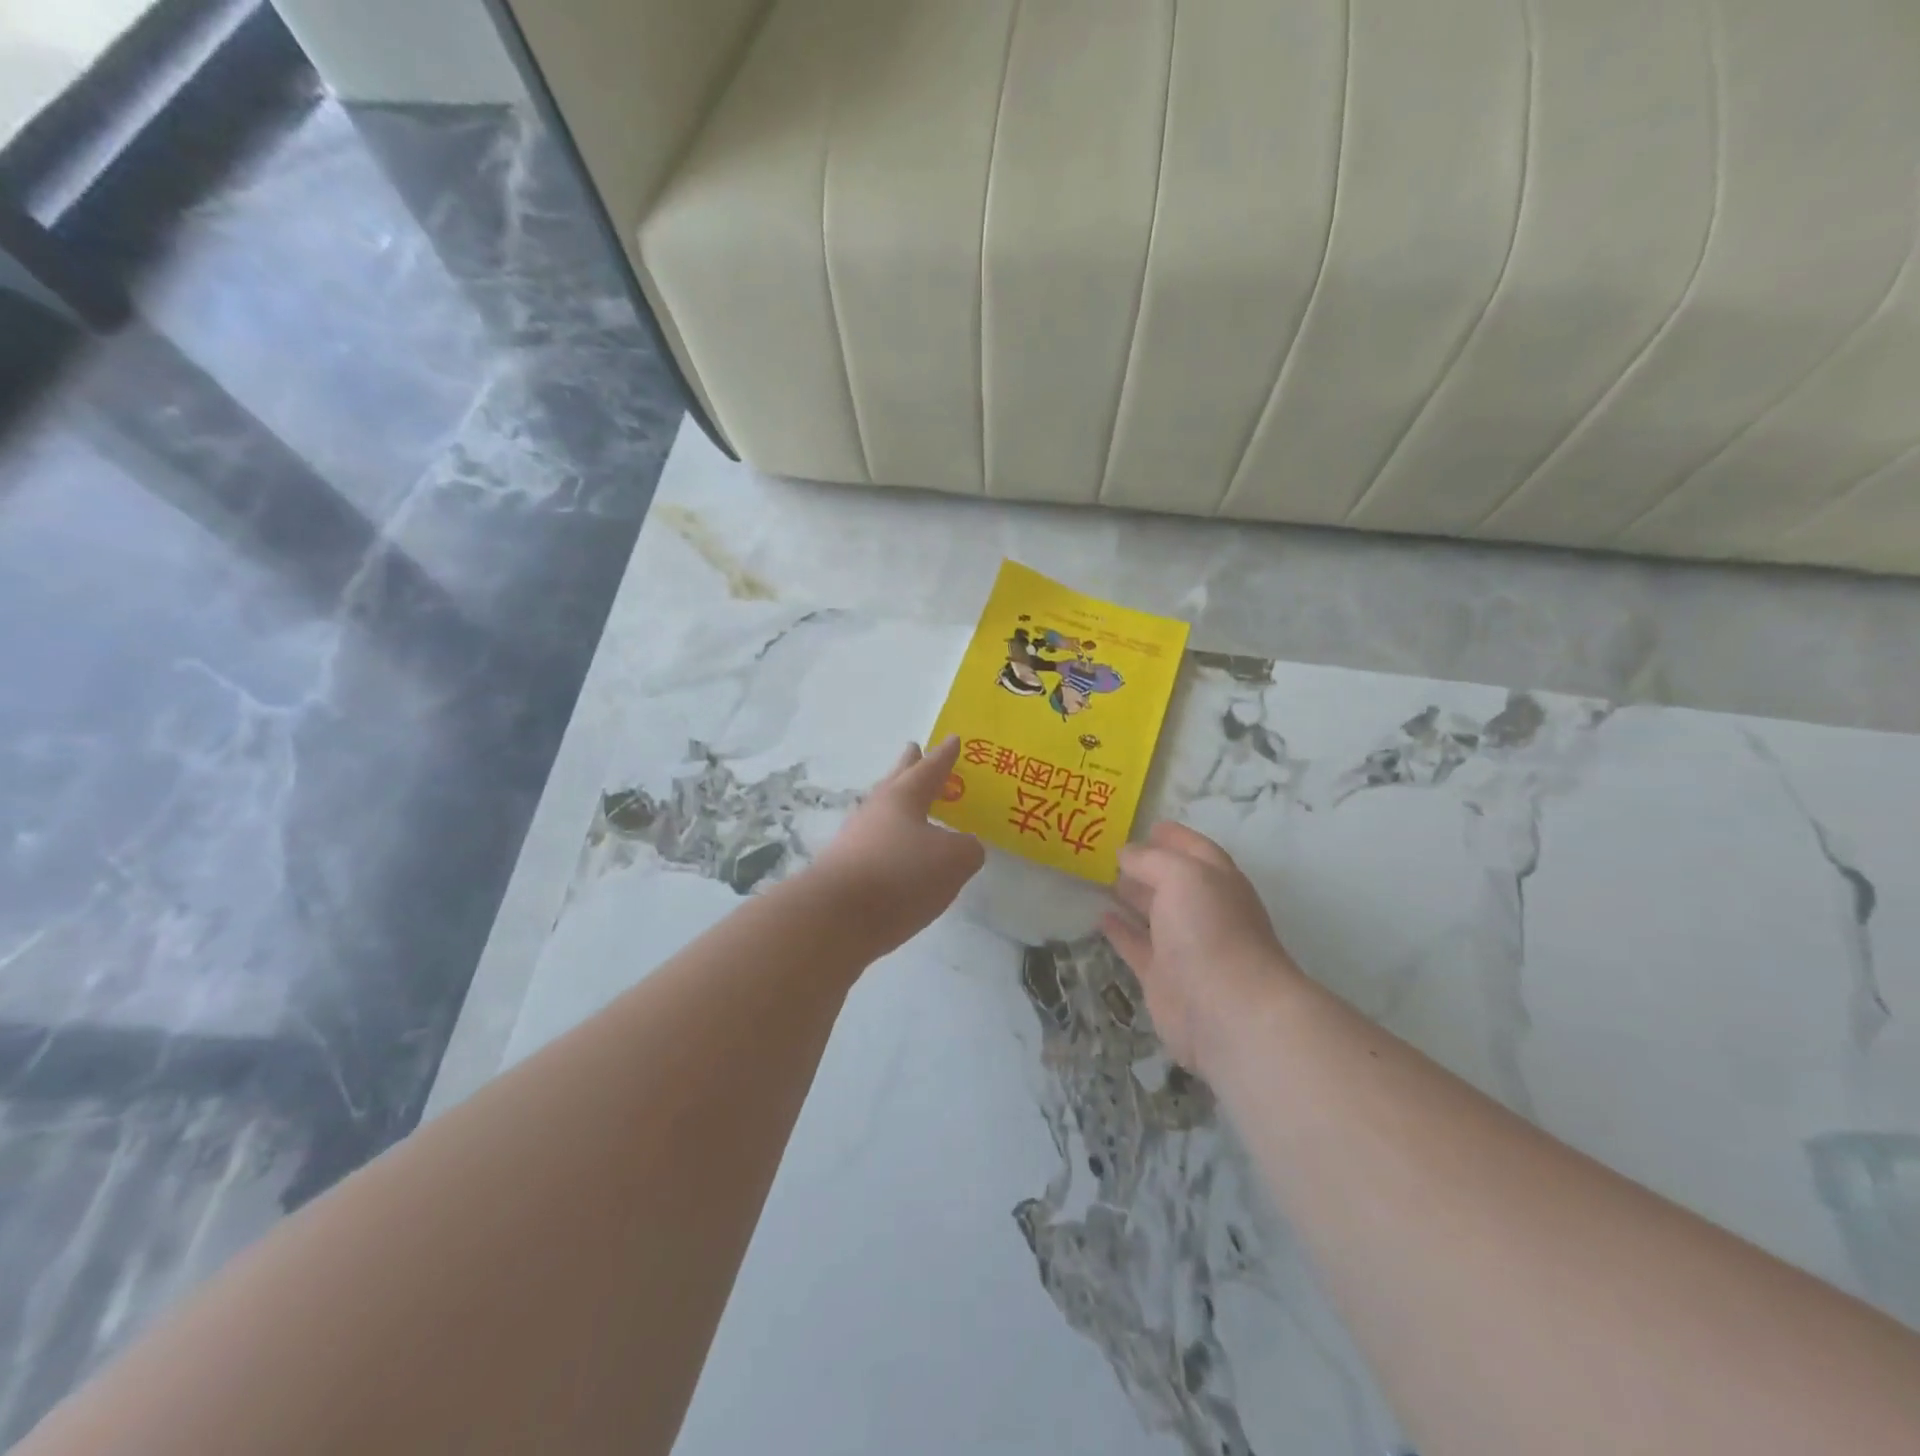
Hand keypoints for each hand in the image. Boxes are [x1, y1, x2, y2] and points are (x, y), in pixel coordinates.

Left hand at [811, 736, 984, 957]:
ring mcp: (855, 841)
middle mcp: (875, 812)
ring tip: (911, 809)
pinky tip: (899, 857)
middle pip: (896, 782)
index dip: (944, 756)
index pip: (929, 770)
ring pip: (882, 814)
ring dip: (898, 808)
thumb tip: (964, 847)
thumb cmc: (900, 876)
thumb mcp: (953, 861)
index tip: (952, 739)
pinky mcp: (845, 872)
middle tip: (913, 749)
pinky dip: (891, 844)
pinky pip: (875, 847)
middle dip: (908, 766)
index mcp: (903, 798)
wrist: (835, 918)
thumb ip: (968, 849)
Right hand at [1101, 822, 1303, 1071]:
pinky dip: (1119, 931)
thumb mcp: (1182, 875)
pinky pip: (1136, 946)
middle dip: (1146, 865)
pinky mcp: (1162, 977)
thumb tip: (1125, 853)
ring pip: (1153, 914)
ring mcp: (1183, 946)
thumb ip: (1150, 860)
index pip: (1195, 850)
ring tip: (1099, 878)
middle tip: (1110, 851)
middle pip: (1172, 881)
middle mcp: (1203, 911)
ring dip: (1130, 896)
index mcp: (1217, 881)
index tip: (1147, 824)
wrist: (1228, 1011)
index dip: (1174, 837)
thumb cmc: (1211, 930)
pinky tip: (1099, 917)